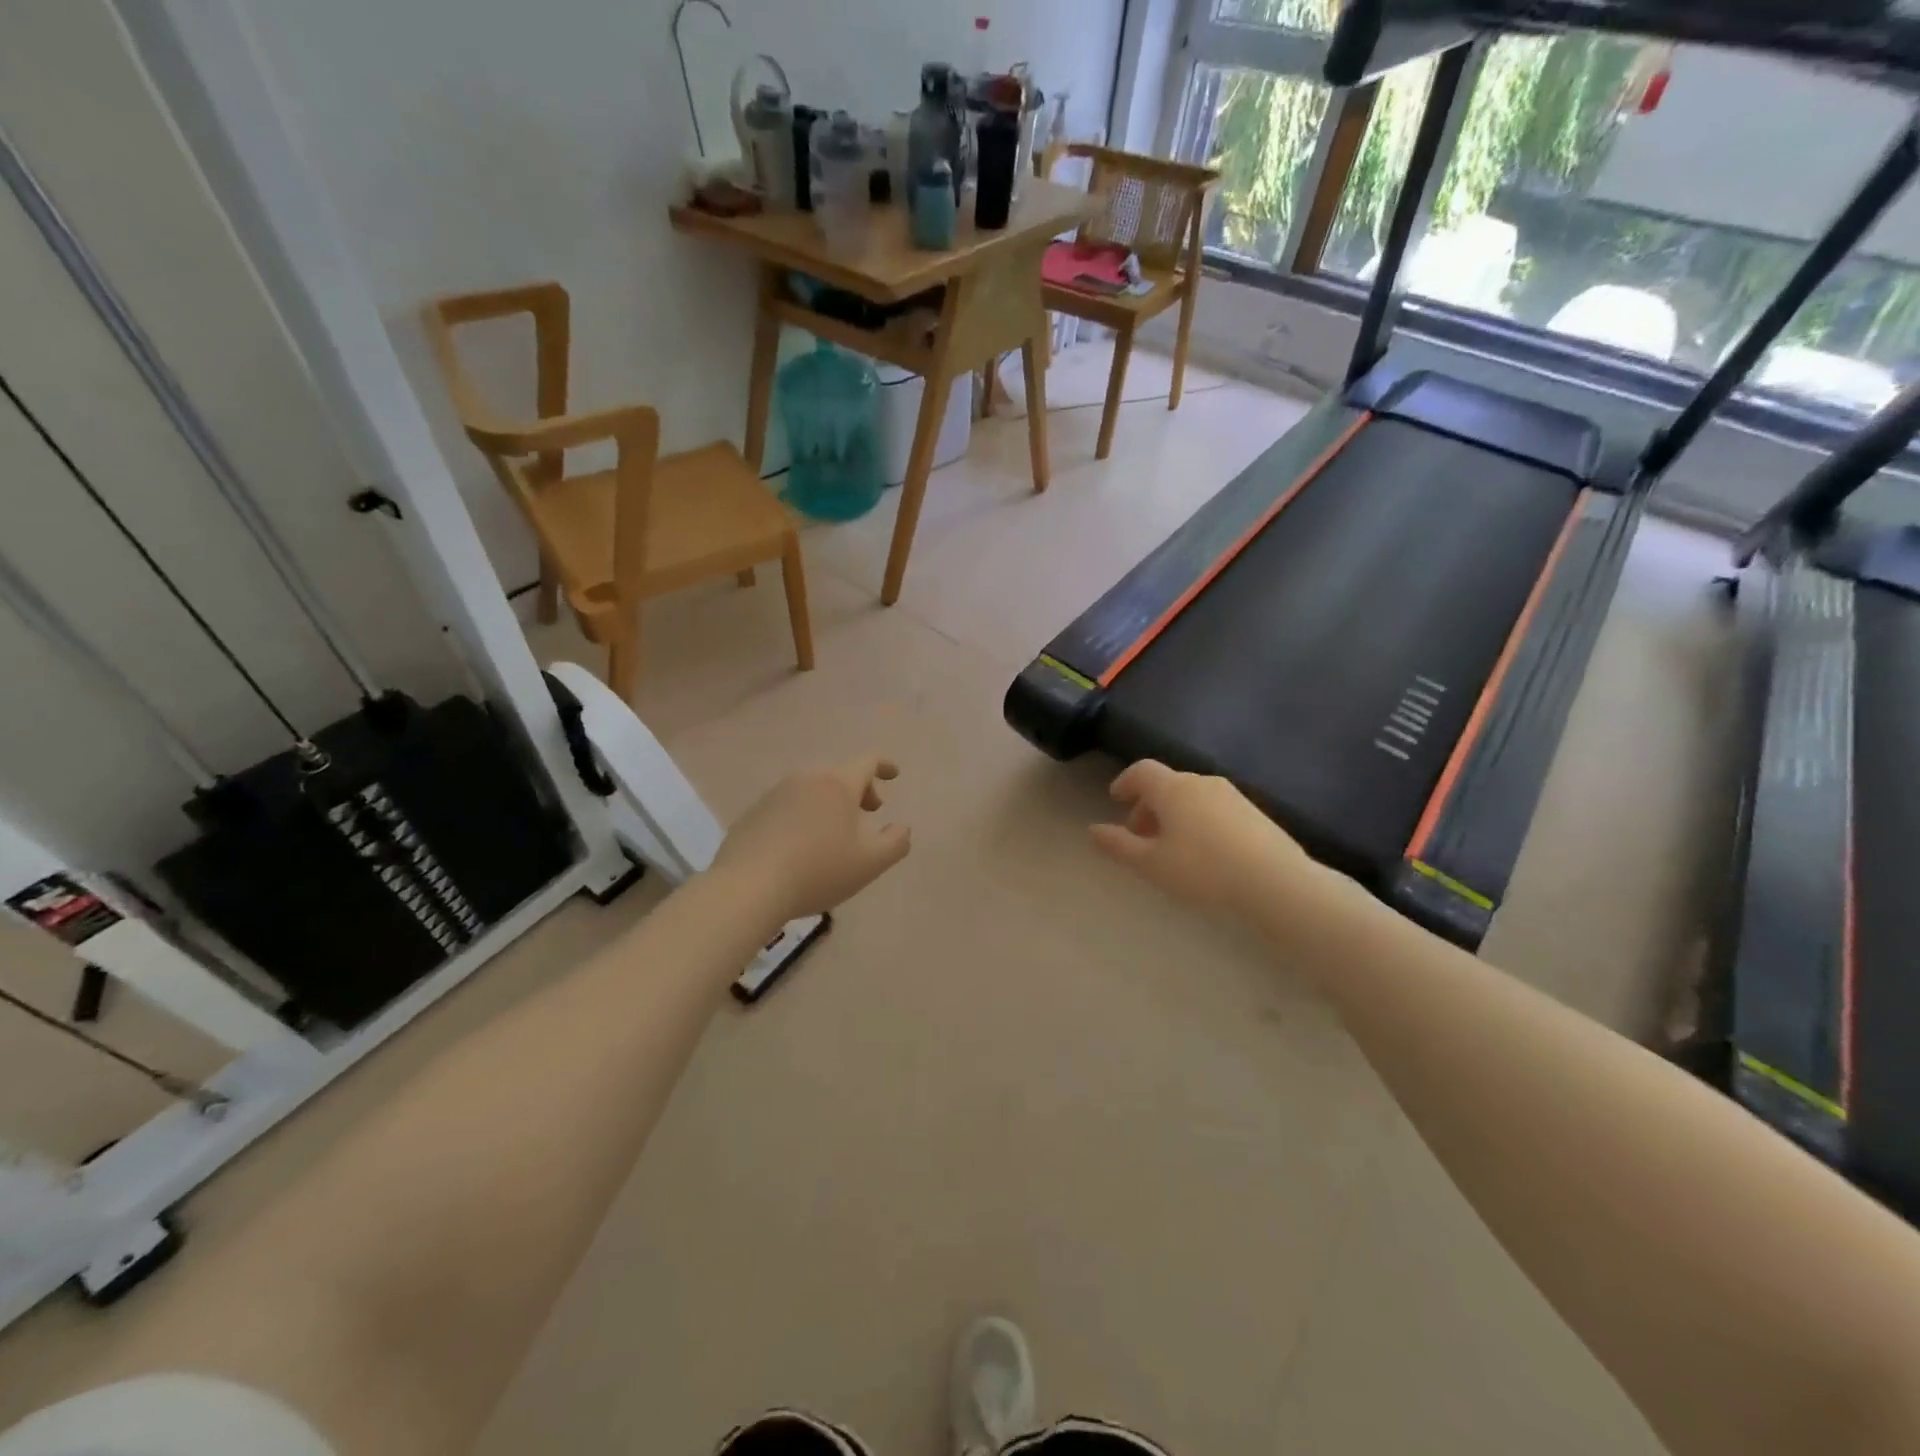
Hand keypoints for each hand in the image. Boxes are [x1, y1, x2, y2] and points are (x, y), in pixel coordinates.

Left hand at [712, 754, 910, 924]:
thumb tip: (902, 828)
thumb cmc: (817, 871)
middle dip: (859, 789)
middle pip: (839, 774)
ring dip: (830, 802)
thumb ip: (896, 843)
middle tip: (869, 812)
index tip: (894, 774)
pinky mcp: (753, 813)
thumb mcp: (869, 864)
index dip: (884, 765)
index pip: (867, 762)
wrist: (747, 887)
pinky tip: (802, 845)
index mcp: (837, 784)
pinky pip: (788, 805)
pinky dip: (804, 814)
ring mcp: (775, 794)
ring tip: (835, 831)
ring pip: (812, 789)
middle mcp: (806, 779)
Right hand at [1090, 761, 1313, 918]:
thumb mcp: (1151, 864)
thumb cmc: (1203, 870)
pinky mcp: (1255, 814)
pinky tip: (1204, 854)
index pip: (1141, 770)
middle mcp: (1202, 783)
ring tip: (1171, 849)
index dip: (1125, 782)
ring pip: (1192, 798)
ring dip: (1174, 816)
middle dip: (1148, 806)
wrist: (1276, 883)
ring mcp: (1233, 796)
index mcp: (1173, 789)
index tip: (1115, 800)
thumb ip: (1119, 845)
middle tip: (1139, 836)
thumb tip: (1093, 830)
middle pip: (1167, 785)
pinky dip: (1199, 822)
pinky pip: (1215, 810)